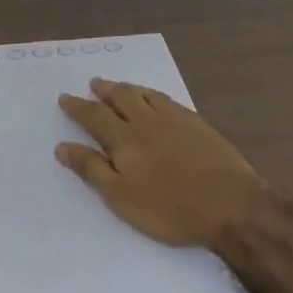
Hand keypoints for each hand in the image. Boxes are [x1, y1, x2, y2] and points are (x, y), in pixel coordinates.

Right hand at [56, 78, 266, 251]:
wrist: (230, 204)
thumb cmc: (169, 209)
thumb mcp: (121, 197)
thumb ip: (91, 169)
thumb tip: (62, 146)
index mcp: (124, 140)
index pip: (94, 117)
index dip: (77, 107)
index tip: (65, 97)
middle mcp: (147, 122)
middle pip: (121, 98)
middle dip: (104, 90)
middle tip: (94, 84)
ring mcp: (175, 120)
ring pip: (145, 95)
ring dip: (128, 88)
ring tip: (119, 86)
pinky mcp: (198, 124)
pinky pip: (168, 100)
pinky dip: (154, 94)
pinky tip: (156, 99)